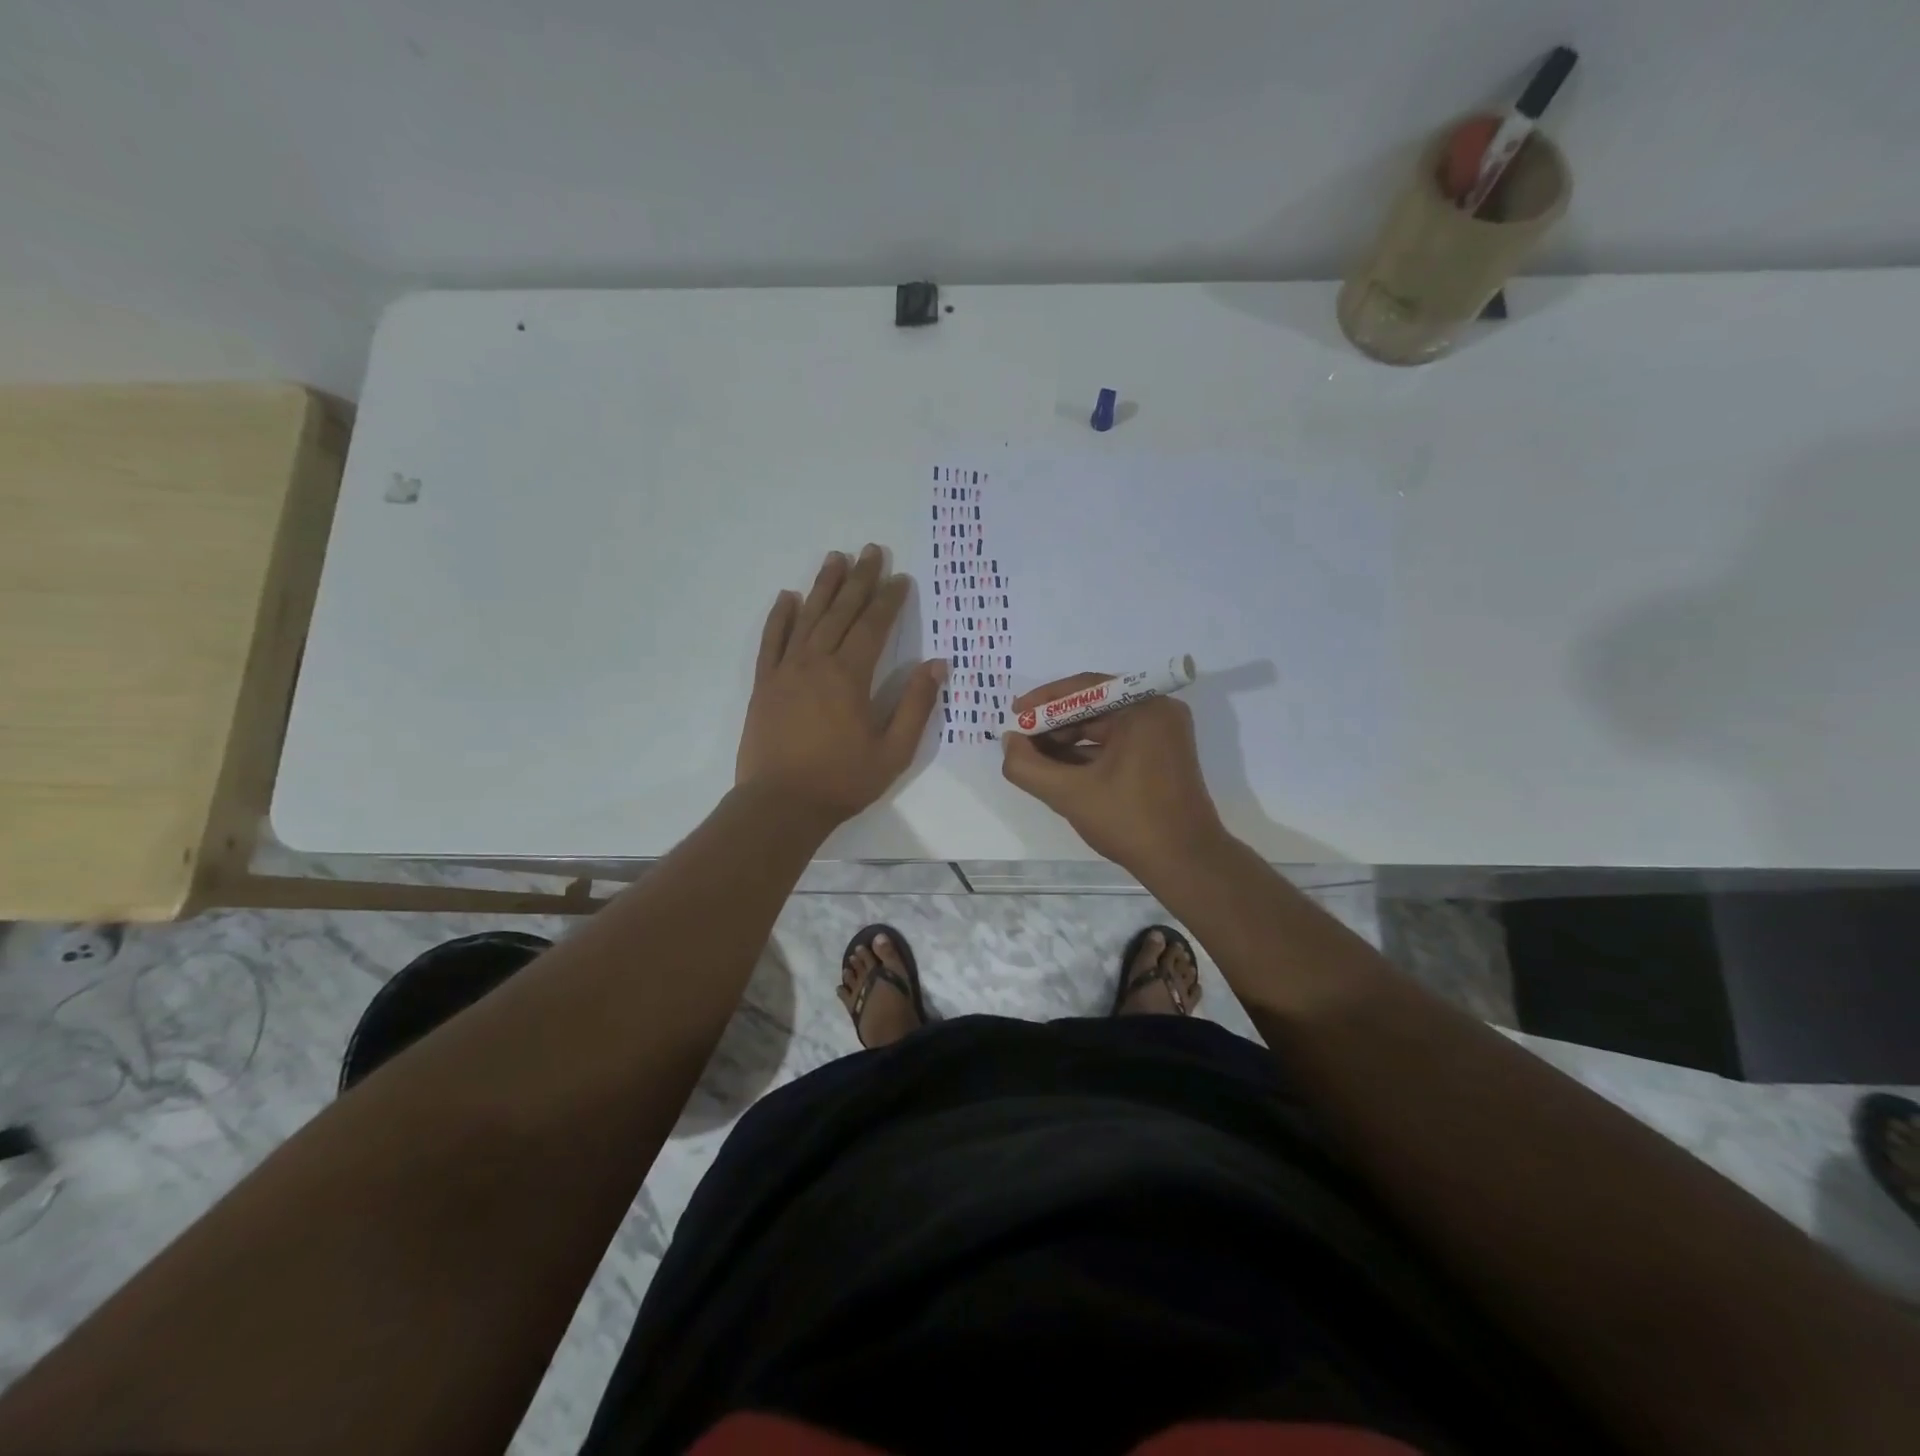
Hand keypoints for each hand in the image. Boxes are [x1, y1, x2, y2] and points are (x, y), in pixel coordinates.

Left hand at [736, 545, 945, 825]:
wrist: (780, 805)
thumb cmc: (842, 781)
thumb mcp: (893, 750)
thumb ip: (915, 705)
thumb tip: (936, 664)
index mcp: (850, 676)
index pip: (873, 626)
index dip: (889, 600)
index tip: (901, 578)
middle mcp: (816, 663)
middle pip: (841, 612)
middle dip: (859, 580)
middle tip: (871, 551)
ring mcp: (786, 671)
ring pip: (807, 618)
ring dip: (823, 587)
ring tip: (835, 558)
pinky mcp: (764, 684)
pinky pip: (771, 641)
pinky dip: (780, 617)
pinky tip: (787, 597)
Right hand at [1001, 673, 1224, 875]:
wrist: (1185, 863)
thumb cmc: (1130, 821)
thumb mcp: (1070, 794)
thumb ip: (1028, 766)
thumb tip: (1008, 742)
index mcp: (1143, 708)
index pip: (1084, 688)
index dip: (1044, 701)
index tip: (1015, 714)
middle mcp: (1157, 712)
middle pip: (1094, 706)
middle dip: (1055, 724)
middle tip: (1021, 741)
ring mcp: (1163, 735)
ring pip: (1104, 727)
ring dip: (1068, 741)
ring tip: (1034, 758)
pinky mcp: (1162, 756)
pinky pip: (1117, 743)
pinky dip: (1088, 754)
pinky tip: (1059, 770)